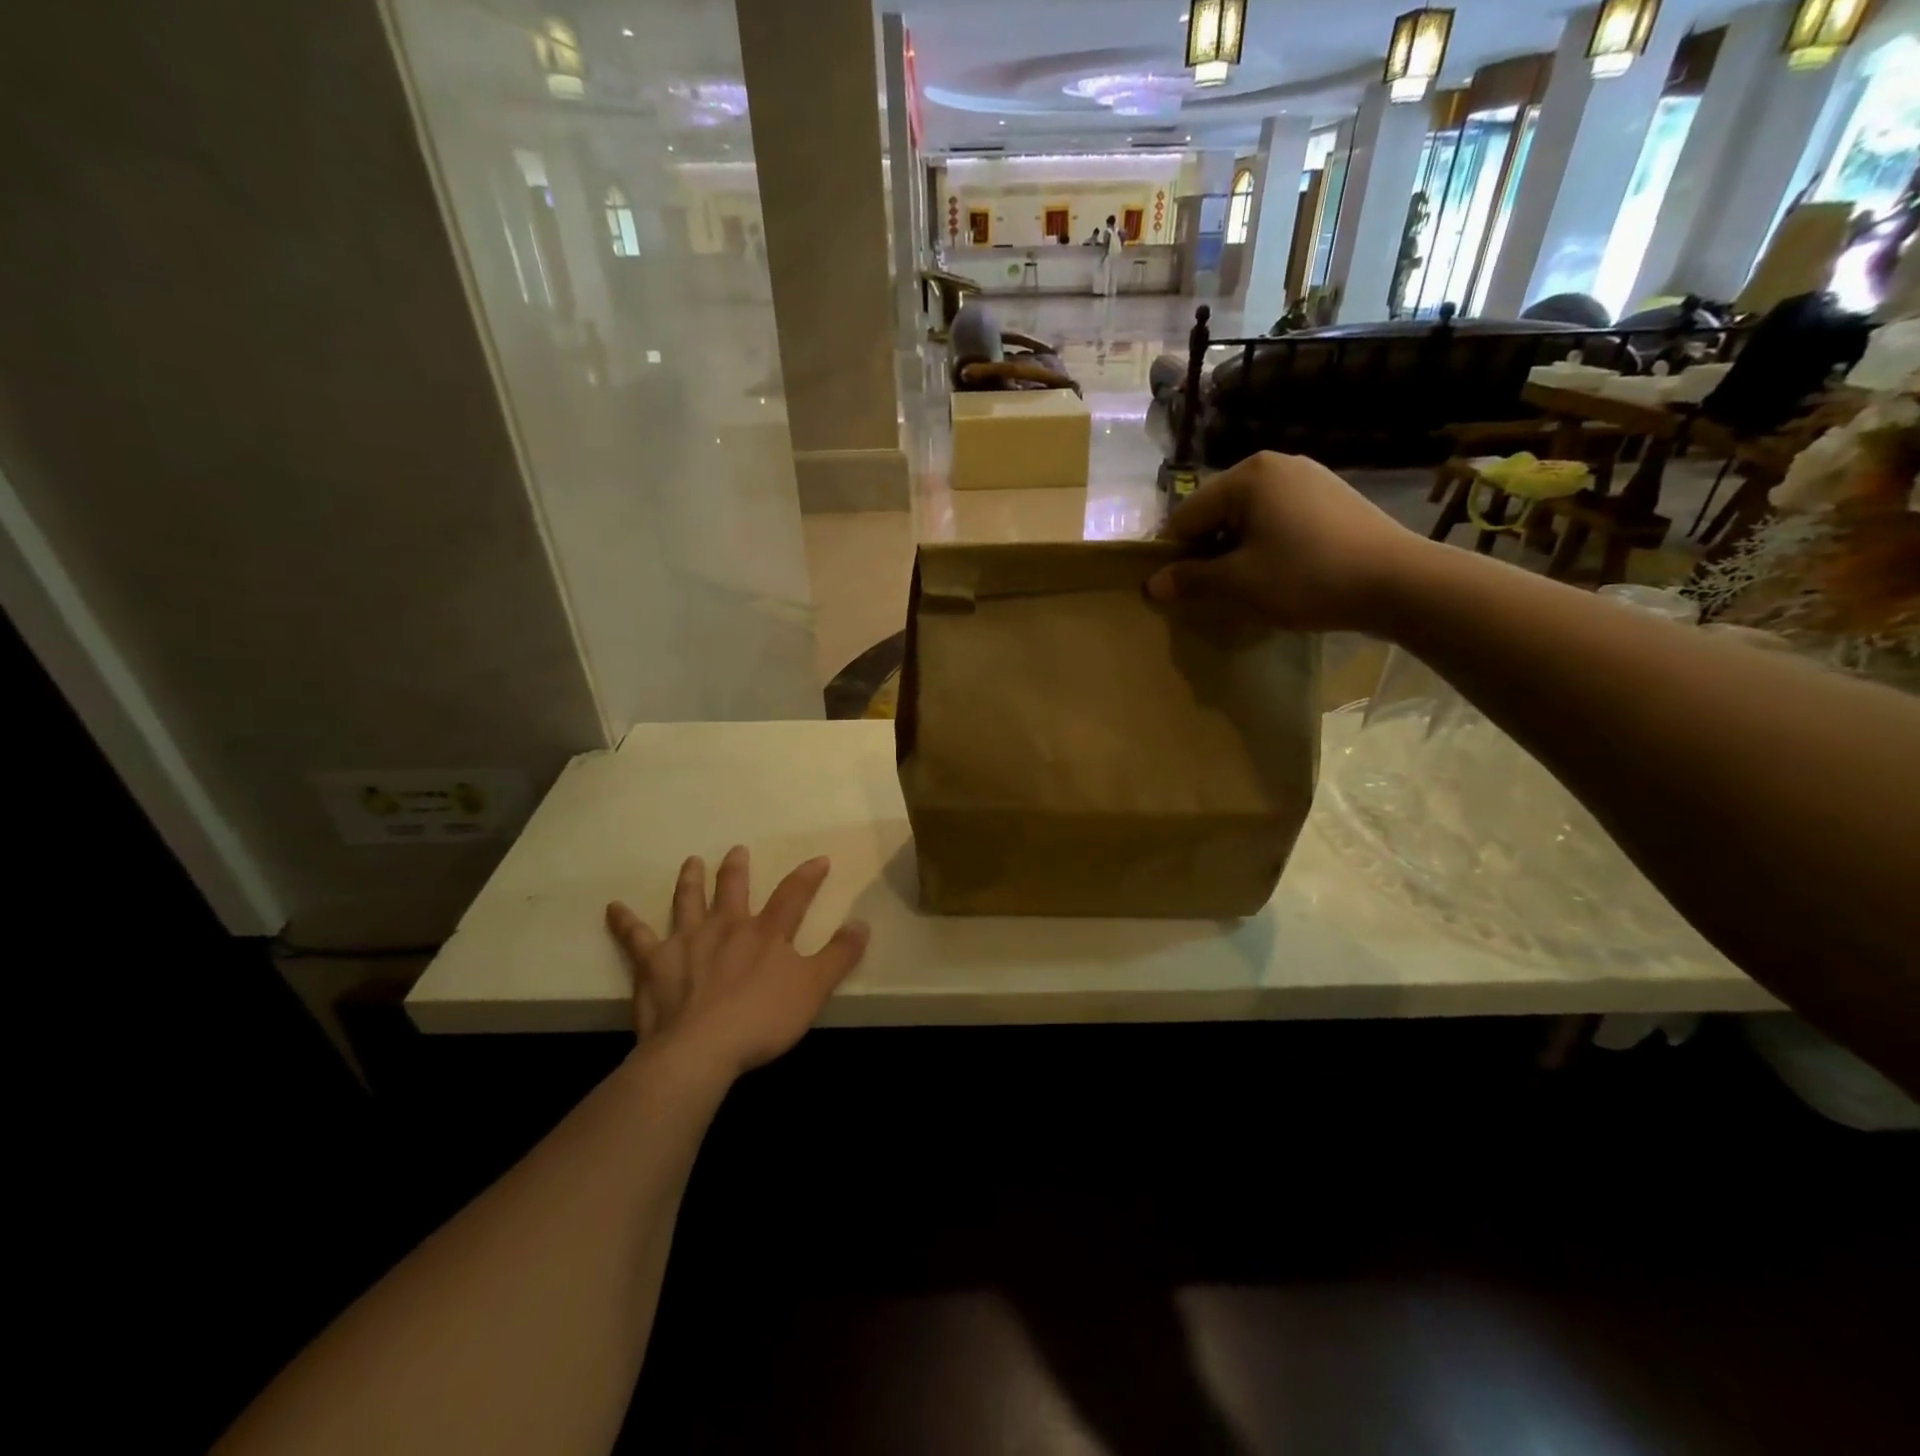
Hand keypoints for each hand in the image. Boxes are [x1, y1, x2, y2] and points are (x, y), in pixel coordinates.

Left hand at [606, 848, 869, 1080]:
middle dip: (736, 868)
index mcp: (766, 932)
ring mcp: (687, 942)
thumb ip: (839, 955)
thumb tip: (862, 923)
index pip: (793, 895)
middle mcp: (726, 926)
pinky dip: (624, 922)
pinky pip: (635, 937)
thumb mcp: (814, 989)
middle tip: (736, 851)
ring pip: (687, 901)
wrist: (700, 1050)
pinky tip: (613, 908)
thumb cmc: (762, 1019)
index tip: (819, 859)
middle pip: (732, 889)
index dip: (808, 876)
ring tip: (690, 861)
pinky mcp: (653, 964)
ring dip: (690, 880)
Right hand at [1147, 451, 1422, 631]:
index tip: (1171, 589)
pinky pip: (1278, 518)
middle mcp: (1276, 464)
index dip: (1172, 554)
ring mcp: (1308, 477)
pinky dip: (1265, 544)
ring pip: (1248, 516)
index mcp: (1247, 475)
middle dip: (1206, 550)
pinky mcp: (1331, 496)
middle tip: (1207, 591)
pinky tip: (1277, 572)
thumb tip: (1152, 585)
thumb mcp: (1239, 582)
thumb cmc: (1307, 577)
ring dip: (1235, 550)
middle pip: (1218, 511)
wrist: (1399, 582)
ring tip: (1243, 585)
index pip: (1187, 514)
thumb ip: (1191, 579)